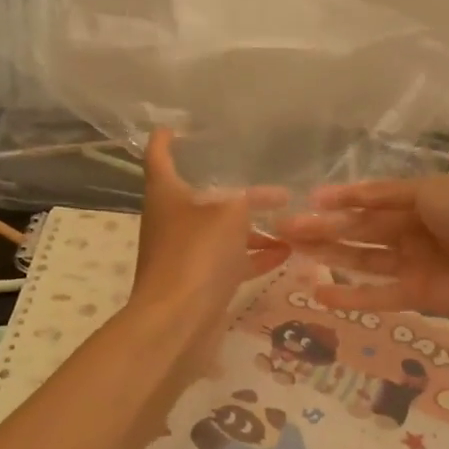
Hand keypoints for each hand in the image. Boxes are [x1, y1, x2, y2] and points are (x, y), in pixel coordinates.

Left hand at [129, 129, 290, 376]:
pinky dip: (254, 255)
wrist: (177, 322)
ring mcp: (184, 254)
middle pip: (200, 197)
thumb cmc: (197, 254)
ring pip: (220, 231)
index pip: (159, 156)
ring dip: (250, 226)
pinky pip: (230, 261)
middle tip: (265, 178)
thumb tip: (262, 198)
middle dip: (232, 189)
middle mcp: (171, 221)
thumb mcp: (229, 214)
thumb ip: (247, 200)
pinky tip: (286, 251)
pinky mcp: (200, 283)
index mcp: (166, 195)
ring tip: (288, 219)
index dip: (166, 139)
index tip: (175, 126)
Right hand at [278, 173, 448, 331]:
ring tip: (292, 252)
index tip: (308, 201)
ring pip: (363, 258)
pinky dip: (350, 297)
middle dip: (324, 227)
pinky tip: (319, 295)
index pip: (373, 198)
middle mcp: (415, 230)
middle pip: (361, 229)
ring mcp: (414, 264)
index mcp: (421, 199)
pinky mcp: (416, 296)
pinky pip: (377, 294)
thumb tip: (347, 198)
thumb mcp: (433, 190)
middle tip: (284, 229)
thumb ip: (389, 195)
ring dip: (329, 255)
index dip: (341, 199)